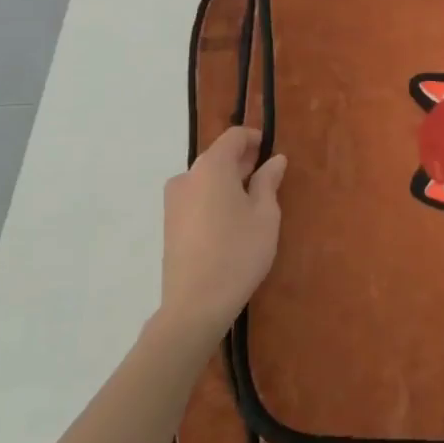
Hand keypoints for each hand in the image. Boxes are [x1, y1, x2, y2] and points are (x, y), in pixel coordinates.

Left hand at [159, 126, 285, 339]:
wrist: (195, 306)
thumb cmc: (238, 253)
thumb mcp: (265, 214)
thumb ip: (269, 181)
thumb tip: (274, 160)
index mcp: (211, 167)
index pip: (234, 137)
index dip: (255, 139)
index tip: (272, 152)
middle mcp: (187, 176)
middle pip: (218, 156)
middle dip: (243, 161)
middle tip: (268, 179)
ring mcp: (173, 201)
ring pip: (206, 178)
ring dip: (228, 181)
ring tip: (251, 203)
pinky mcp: (169, 224)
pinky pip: (196, 197)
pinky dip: (214, 198)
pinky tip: (231, 222)